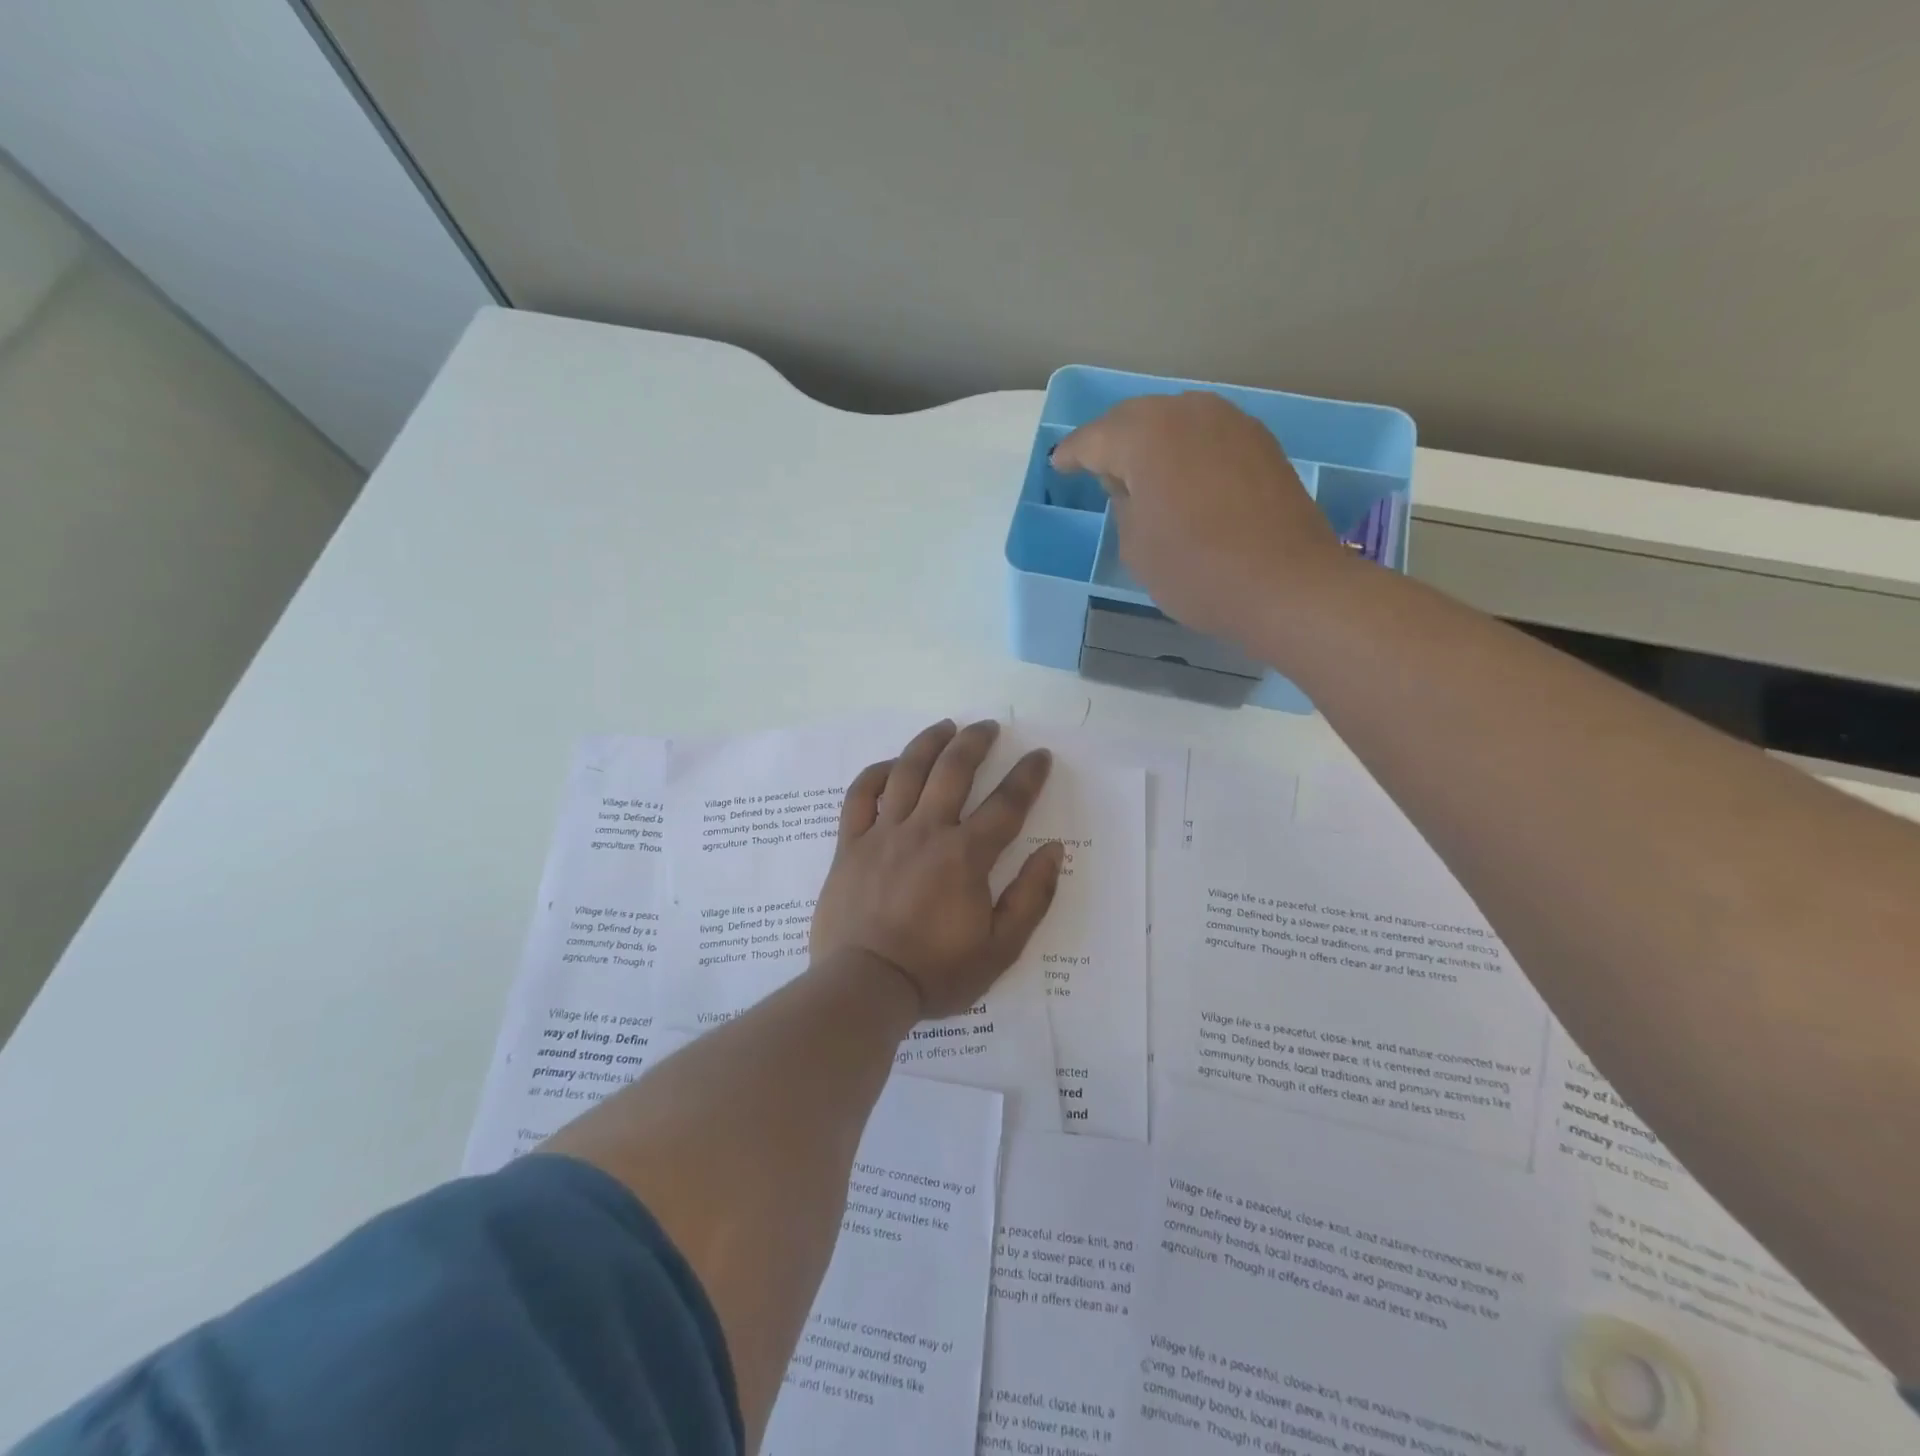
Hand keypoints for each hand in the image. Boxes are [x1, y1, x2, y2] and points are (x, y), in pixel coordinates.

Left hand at [811, 719, 1063, 1019]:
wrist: (865, 986)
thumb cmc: (937, 972)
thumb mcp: (1001, 948)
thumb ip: (1031, 897)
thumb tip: (1052, 851)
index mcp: (966, 856)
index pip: (1006, 804)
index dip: (1028, 776)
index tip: (1039, 756)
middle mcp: (926, 831)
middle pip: (953, 771)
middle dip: (975, 742)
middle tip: (988, 727)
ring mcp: (883, 834)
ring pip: (907, 771)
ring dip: (929, 742)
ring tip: (946, 727)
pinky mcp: (851, 845)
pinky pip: (860, 796)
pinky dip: (876, 773)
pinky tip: (891, 765)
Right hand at [1052, 392, 1351, 645]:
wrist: (1286, 584)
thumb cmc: (1196, 570)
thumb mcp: (1136, 547)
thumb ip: (1123, 504)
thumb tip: (1131, 485)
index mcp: (1145, 435)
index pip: (1094, 439)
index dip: (1072, 455)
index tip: (1058, 466)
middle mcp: (1187, 412)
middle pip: (1135, 418)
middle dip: (1111, 441)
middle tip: (1095, 467)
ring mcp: (1230, 422)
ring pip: (1175, 420)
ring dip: (1151, 441)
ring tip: (1139, 472)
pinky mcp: (1260, 442)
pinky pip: (1206, 435)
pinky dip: (1186, 449)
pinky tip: (1182, 476)